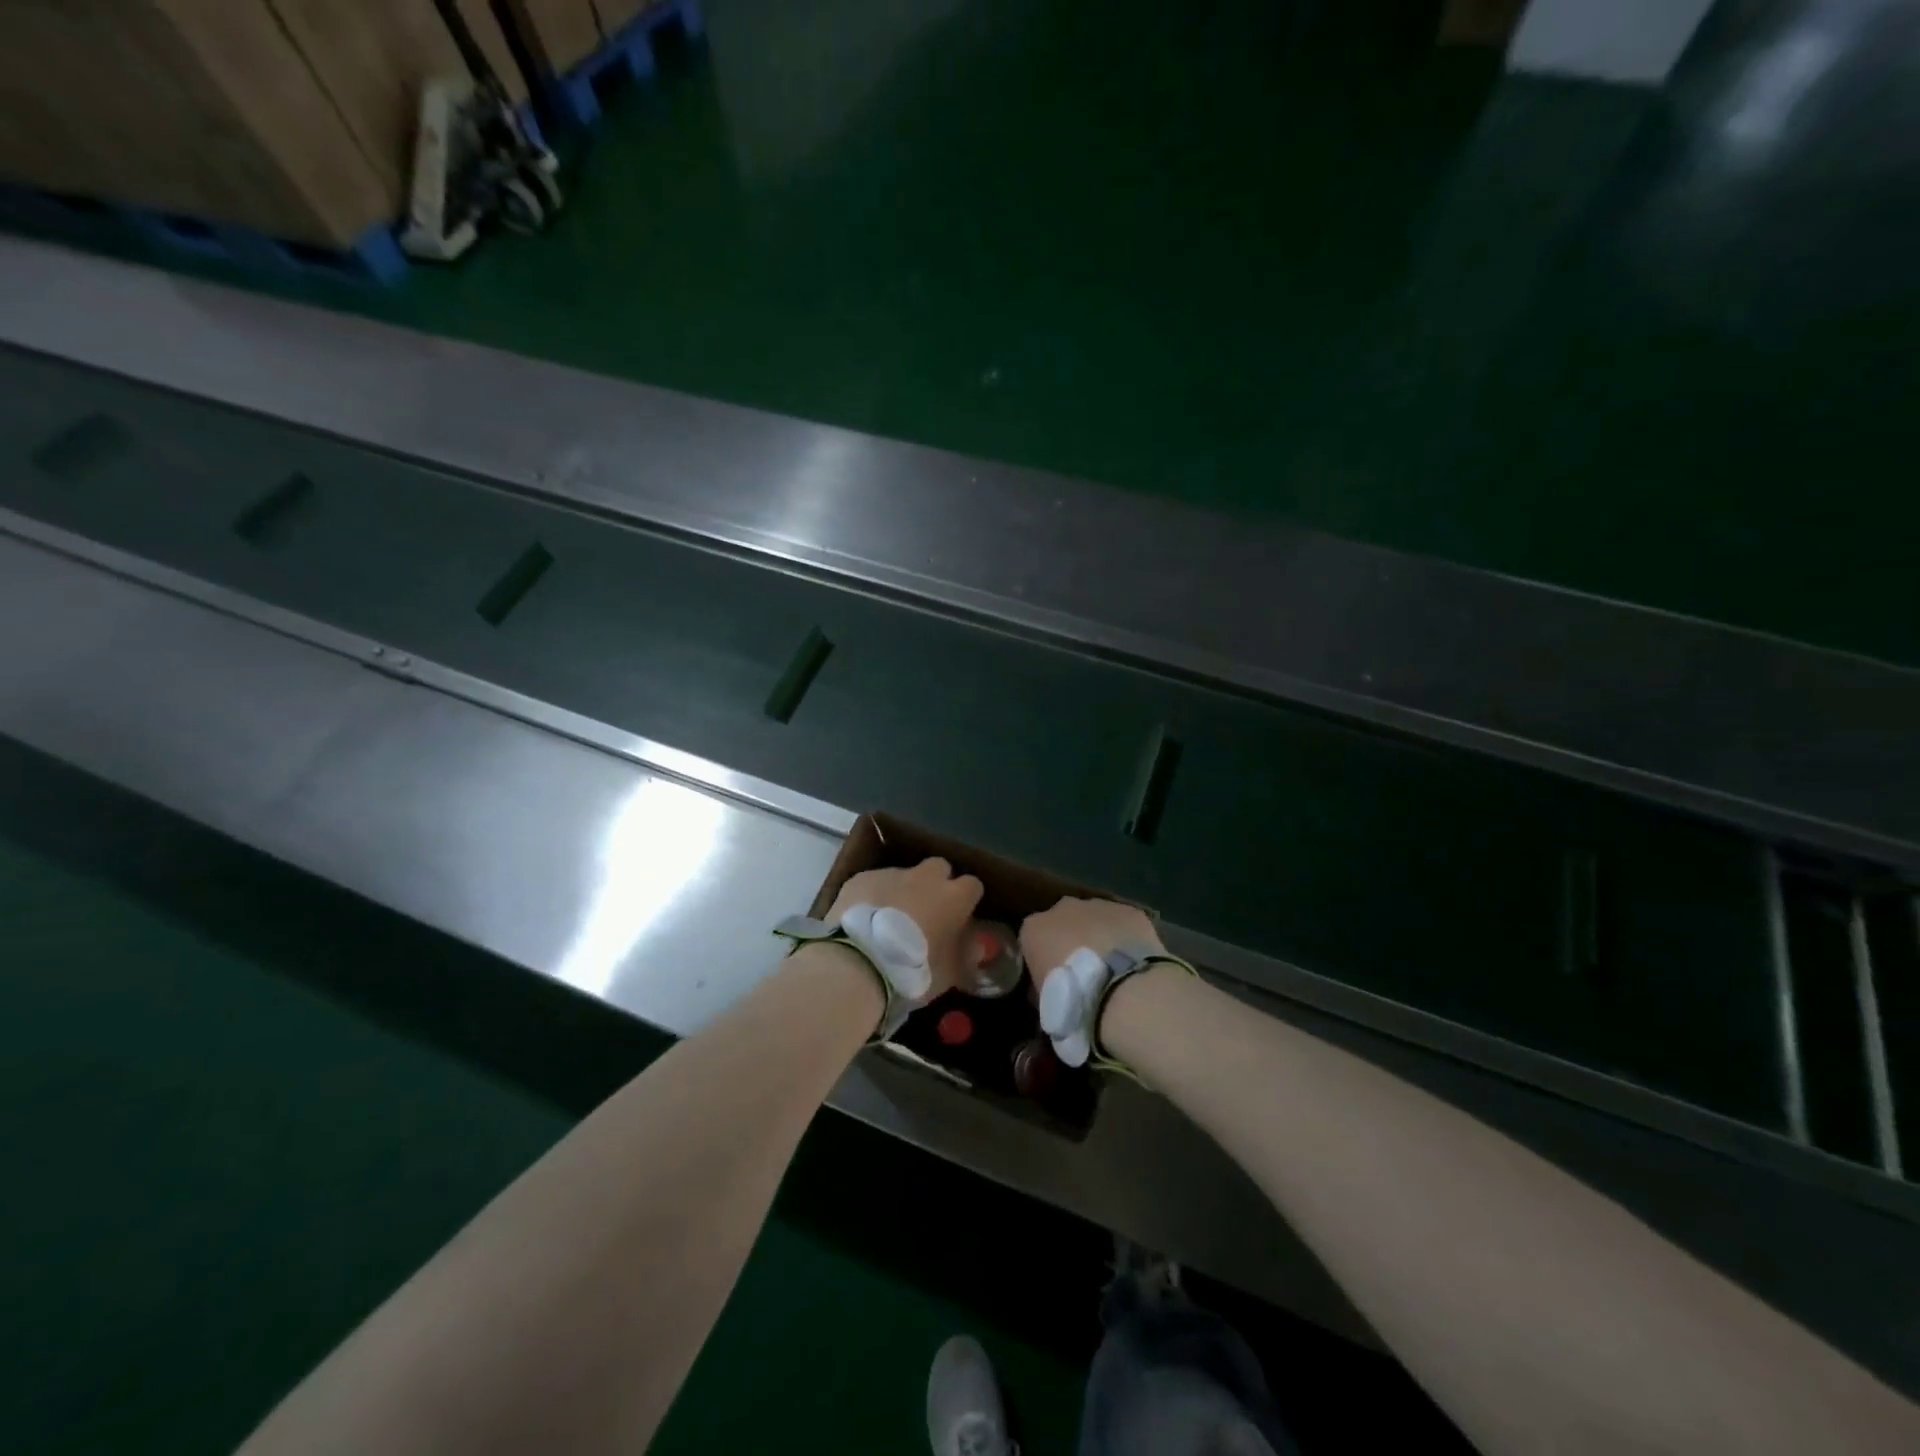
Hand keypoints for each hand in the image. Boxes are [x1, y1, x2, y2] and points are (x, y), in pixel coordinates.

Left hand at [829, 858, 983, 998]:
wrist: (859, 962)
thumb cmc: (913, 970)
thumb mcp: (948, 973)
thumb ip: (964, 955)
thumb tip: (974, 946)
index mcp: (954, 897)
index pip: (973, 885)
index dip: (967, 899)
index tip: (960, 916)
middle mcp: (925, 877)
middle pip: (939, 868)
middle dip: (936, 884)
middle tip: (927, 910)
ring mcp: (891, 874)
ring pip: (904, 875)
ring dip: (902, 891)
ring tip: (889, 919)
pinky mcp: (861, 878)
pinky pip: (874, 883)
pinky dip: (874, 896)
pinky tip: (864, 918)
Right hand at [1020, 897, 1164, 990]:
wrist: (1120, 993)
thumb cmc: (1072, 1000)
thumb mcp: (1043, 1001)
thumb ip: (1042, 984)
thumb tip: (1049, 987)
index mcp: (1034, 928)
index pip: (1033, 937)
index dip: (1044, 956)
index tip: (1053, 977)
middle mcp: (1063, 908)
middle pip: (1064, 920)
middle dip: (1071, 939)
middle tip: (1084, 970)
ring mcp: (1098, 906)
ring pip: (1095, 917)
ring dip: (1100, 936)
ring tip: (1113, 967)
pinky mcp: (1129, 912)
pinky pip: (1123, 923)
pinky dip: (1126, 937)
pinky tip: (1134, 960)